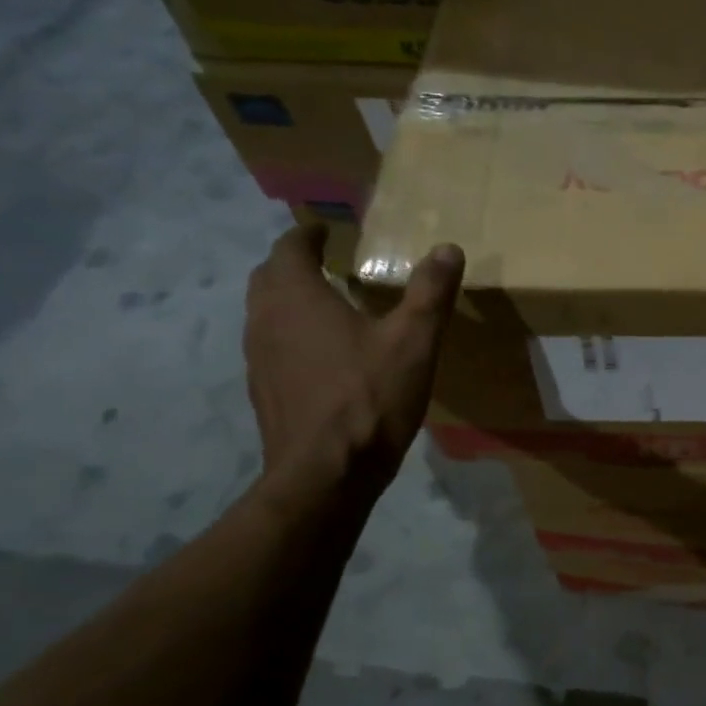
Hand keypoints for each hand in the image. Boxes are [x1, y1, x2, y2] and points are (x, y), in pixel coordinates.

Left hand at [243, 226, 464, 508]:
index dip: (307, 235)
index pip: (288, 248)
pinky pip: (271, 347)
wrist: (325, 475)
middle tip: (325, 262)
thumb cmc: (369, 398)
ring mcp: (257, 359)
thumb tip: (448, 248)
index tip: (326, 230)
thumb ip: (430, 292)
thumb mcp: (413, 341)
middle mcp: (265, 320)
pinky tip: (321, 357)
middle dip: (293, 264)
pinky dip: (290, 336)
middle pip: (268, 277)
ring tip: (324, 305)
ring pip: (265, 313)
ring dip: (288, 300)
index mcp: (296, 297)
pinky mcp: (263, 392)